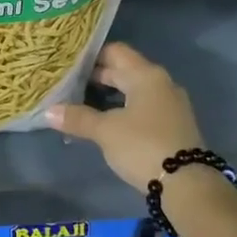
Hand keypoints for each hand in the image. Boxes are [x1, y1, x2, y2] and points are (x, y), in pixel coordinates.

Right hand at [44, 42, 204, 191]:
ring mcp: (170, 104)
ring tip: (82, 103)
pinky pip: (143, 107)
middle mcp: (161, 83)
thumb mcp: (105, 131)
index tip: (69, 63)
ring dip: (110, 95)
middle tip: (68, 83)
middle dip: (97, 76)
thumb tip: (48, 111)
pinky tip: (106, 122)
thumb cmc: (143, 146)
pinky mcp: (173, 124)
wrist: (187, 184)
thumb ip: (78, 118)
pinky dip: (124, 109)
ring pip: (134, 90)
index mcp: (146, 75)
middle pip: (125, 70)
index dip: (91, 55)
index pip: (115, 52)